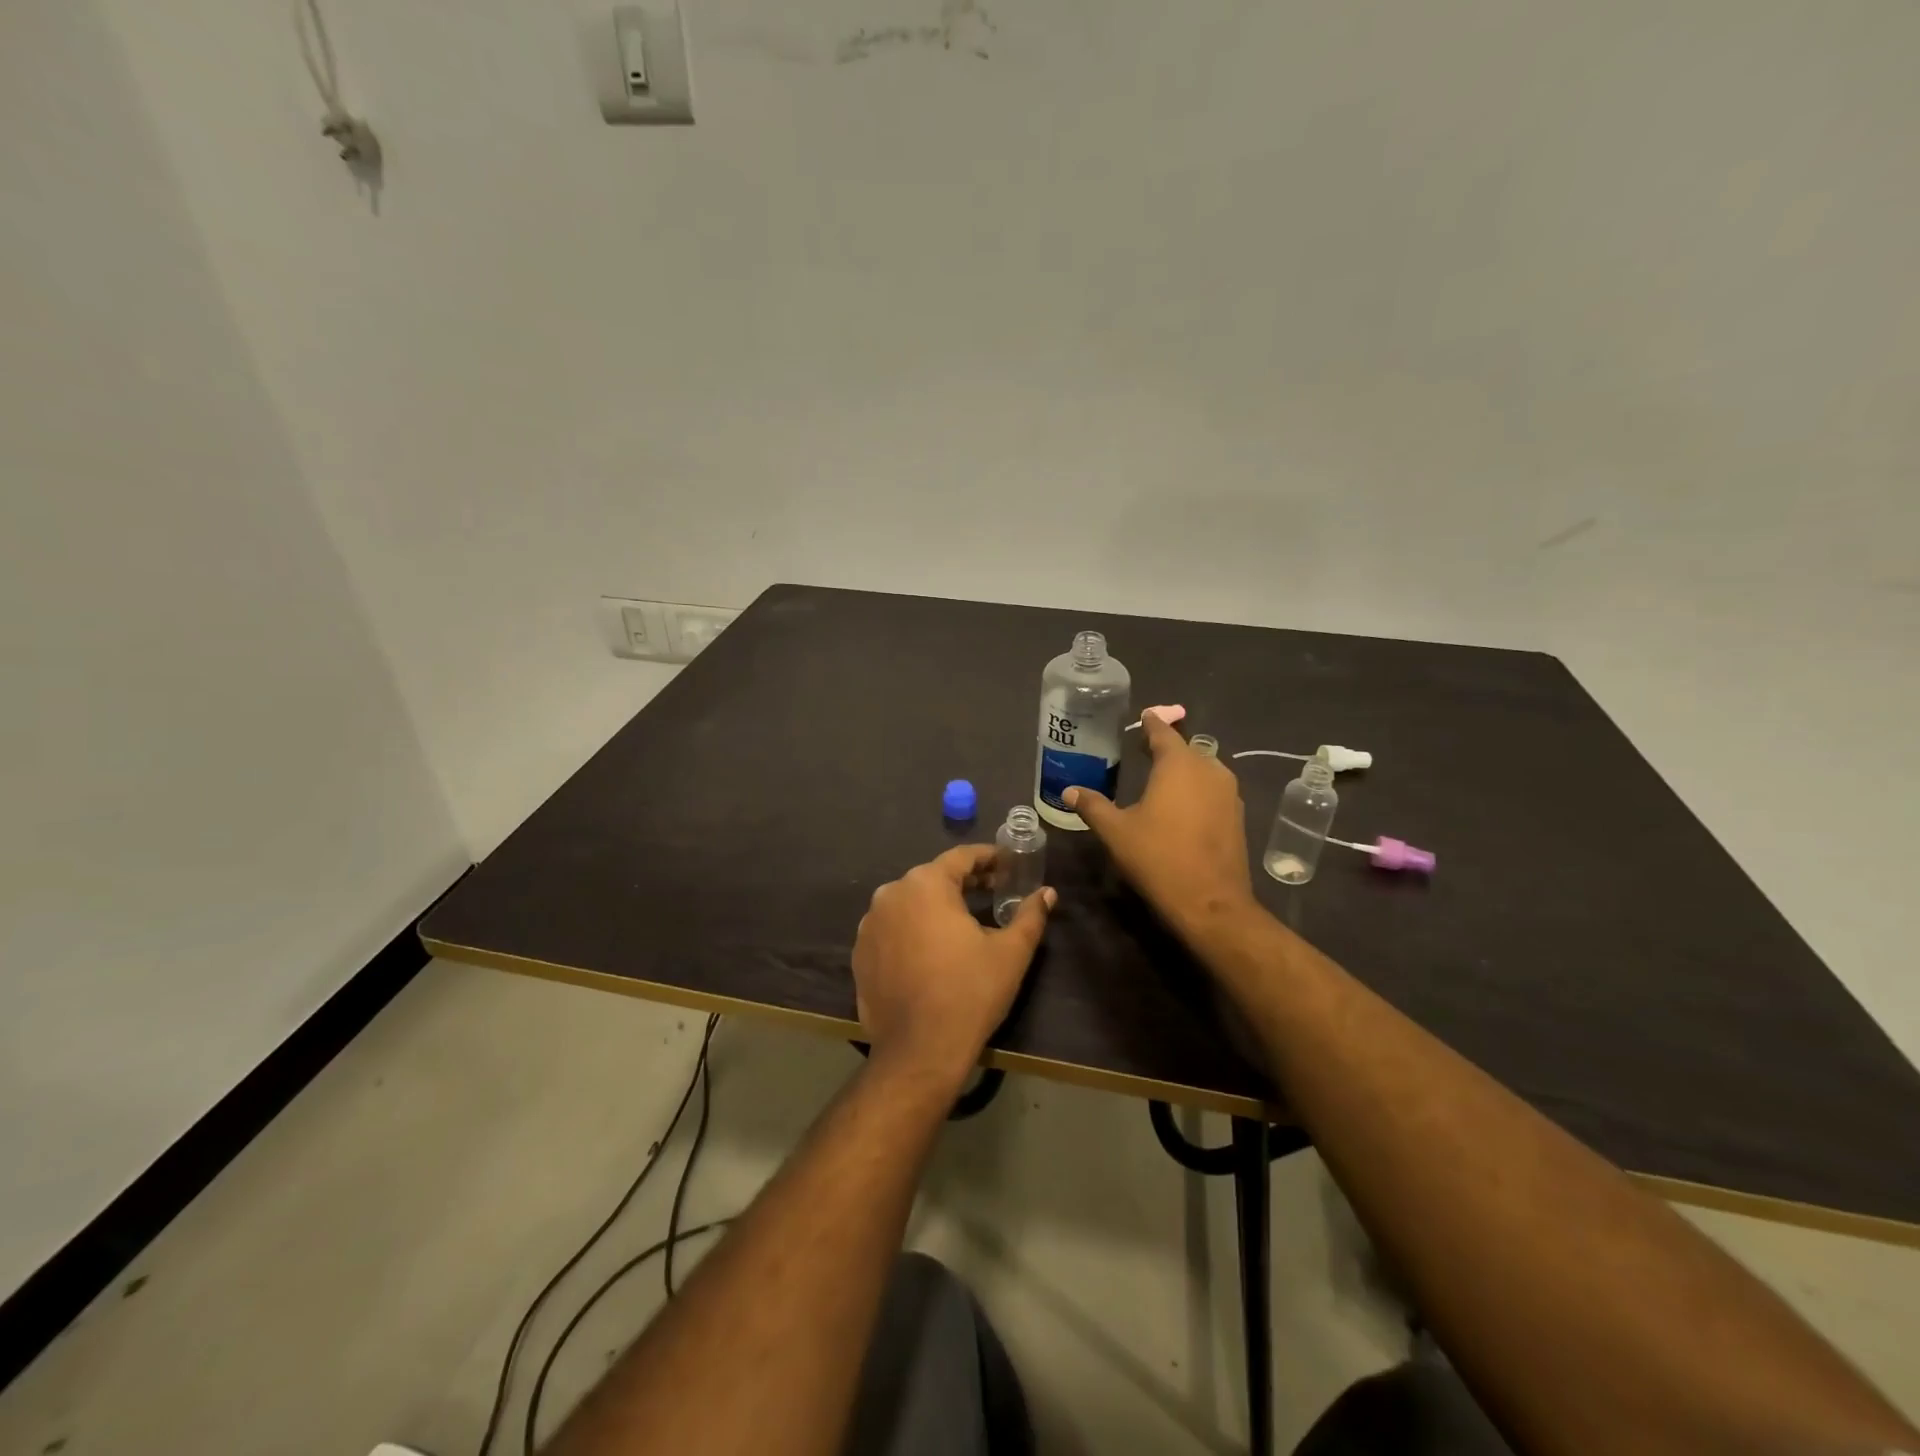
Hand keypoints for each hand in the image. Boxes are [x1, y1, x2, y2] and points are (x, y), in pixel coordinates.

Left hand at [852, 845, 1054, 1086]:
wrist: (919, 1051)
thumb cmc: (970, 992)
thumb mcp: (1011, 952)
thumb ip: (1030, 915)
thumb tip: (1047, 893)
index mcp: (926, 884)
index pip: (961, 857)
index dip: (988, 858)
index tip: (1007, 864)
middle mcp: (891, 894)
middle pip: (933, 878)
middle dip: (964, 882)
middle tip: (993, 891)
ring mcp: (869, 925)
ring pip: (910, 904)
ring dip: (936, 907)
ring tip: (963, 923)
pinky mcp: (860, 954)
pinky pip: (892, 930)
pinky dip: (913, 931)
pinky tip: (932, 952)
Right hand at [1065, 711, 1255, 939]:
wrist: (1210, 902)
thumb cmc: (1158, 858)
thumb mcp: (1116, 832)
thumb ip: (1093, 806)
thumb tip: (1069, 790)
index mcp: (1179, 764)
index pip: (1163, 732)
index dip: (1151, 724)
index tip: (1144, 716)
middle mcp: (1209, 769)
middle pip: (1185, 749)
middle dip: (1166, 747)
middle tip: (1144, 749)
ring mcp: (1228, 793)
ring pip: (1203, 769)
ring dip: (1183, 769)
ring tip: (1161, 777)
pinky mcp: (1236, 815)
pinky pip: (1213, 790)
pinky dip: (1196, 789)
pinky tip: (1181, 805)